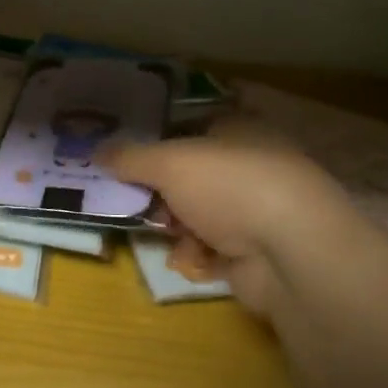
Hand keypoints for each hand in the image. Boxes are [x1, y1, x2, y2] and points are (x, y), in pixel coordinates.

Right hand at [104, 119, 345, 312]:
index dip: (160, 139)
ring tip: (168, 236)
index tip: (126, 155)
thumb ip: (129, 156)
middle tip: (134, 200)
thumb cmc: (230, 186)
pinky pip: (212, 250)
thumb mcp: (169, 162)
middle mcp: (251, 166)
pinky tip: (192, 260)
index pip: (194, 127)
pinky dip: (197, 255)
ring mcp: (256, 212)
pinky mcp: (257, 253)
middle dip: (161, 192)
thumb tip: (96, 150)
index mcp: (240, 131)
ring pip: (197, 215)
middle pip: (191, 176)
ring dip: (176, 228)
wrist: (291, 254)